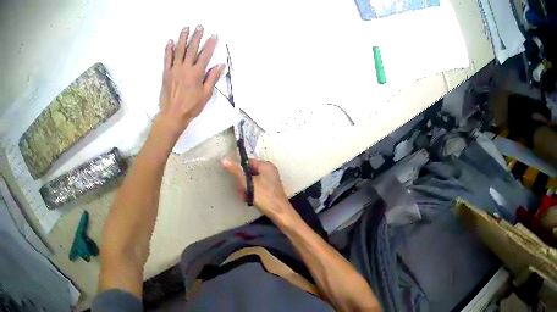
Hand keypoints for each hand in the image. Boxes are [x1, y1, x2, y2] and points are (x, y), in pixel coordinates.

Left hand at [158, 25, 224, 138]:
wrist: (172, 115)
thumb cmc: (191, 106)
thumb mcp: (206, 94)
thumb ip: (212, 78)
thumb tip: (220, 65)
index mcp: (197, 73)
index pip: (205, 55)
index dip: (210, 44)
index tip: (214, 35)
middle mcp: (185, 68)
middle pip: (192, 49)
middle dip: (196, 37)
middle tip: (199, 26)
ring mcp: (174, 70)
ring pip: (179, 51)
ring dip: (183, 38)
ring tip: (185, 29)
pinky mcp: (166, 73)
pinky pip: (167, 59)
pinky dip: (168, 49)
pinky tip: (170, 41)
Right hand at [222, 158, 297, 221]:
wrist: (279, 213)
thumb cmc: (264, 197)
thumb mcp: (248, 184)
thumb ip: (236, 172)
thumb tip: (224, 160)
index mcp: (266, 165)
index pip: (247, 162)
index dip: (238, 170)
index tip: (234, 179)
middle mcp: (269, 170)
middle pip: (249, 172)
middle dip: (242, 182)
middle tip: (240, 191)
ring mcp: (270, 179)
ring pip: (252, 181)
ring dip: (246, 188)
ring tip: (245, 197)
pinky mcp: (270, 188)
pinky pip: (257, 186)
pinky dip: (252, 192)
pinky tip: (249, 200)